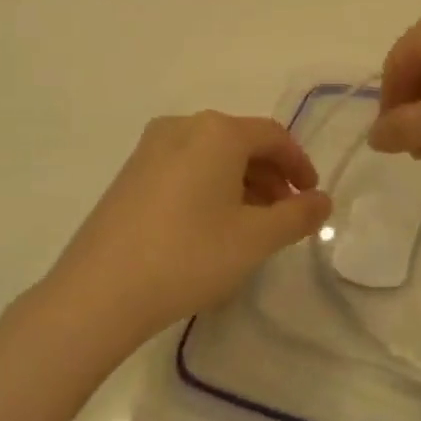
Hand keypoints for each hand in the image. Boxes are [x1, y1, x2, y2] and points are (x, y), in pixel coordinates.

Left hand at [45, 112, 332, 344]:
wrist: (98, 293)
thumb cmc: (189, 256)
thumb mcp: (255, 239)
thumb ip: (298, 215)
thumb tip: (322, 201)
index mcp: (217, 132)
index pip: (273, 136)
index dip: (299, 164)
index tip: (312, 197)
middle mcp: (182, 127)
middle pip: (241, 143)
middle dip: (270, 176)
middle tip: (286, 214)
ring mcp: (150, 149)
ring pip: (212, 156)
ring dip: (241, 183)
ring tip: (253, 224)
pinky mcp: (130, 174)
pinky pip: (185, 168)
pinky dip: (210, 188)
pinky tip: (212, 226)